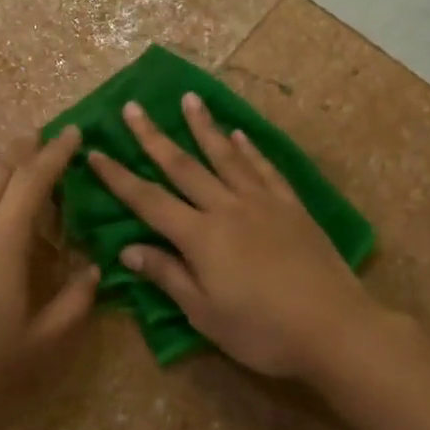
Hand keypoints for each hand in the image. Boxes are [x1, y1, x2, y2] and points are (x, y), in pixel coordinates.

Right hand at [86, 95, 386, 381]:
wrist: (334, 327)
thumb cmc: (262, 331)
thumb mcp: (205, 313)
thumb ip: (168, 276)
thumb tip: (128, 249)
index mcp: (200, 236)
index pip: (148, 200)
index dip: (118, 177)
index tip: (95, 152)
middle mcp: (227, 208)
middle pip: (183, 166)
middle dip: (153, 136)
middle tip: (133, 107)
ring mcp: (263, 203)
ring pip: (225, 156)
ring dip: (204, 127)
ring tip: (189, 99)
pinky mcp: (292, 207)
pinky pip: (265, 169)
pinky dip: (249, 149)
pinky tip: (240, 135)